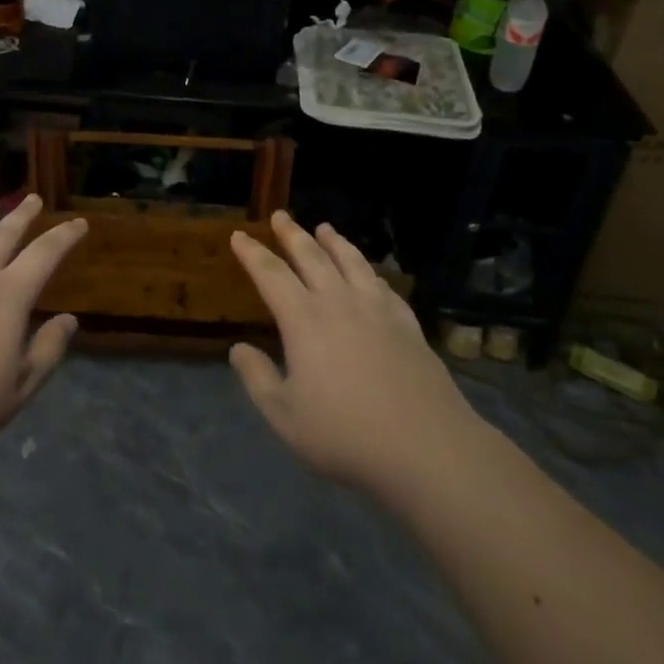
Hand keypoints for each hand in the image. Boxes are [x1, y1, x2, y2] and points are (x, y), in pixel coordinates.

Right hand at [228, 212, 480, 501]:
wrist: (425, 447)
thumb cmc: (345, 434)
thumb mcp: (285, 416)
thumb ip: (258, 378)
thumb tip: (238, 348)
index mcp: (304, 319)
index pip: (271, 274)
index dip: (253, 253)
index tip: (239, 235)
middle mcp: (339, 302)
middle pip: (312, 256)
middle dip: (292, 234)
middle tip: (281, 215)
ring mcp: (378, 310)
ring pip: (352, 262)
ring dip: (335, 242)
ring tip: (325, 228)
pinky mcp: (407, 324)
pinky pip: (383, 285)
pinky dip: (370, 271)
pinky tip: (370, 273)